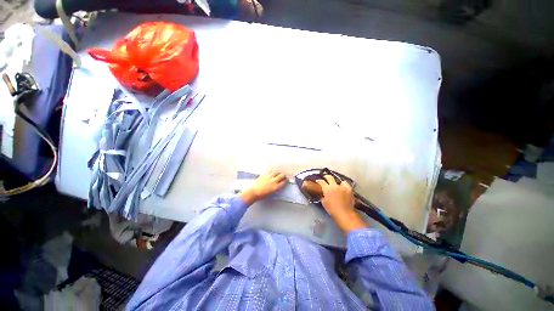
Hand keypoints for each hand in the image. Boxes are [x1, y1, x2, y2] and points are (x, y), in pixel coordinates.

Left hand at [240, 170, 286, 205]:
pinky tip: (272, 173)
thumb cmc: (261, 195)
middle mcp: (274, 181)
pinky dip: (272, 172)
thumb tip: (278, 185)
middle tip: (283, 176)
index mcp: (276, 187)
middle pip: (282, 175)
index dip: (285, 180)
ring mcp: (269, 177)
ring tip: (277, 173)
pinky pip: (270, 171)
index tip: (286, 180)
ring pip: (276, 172)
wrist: (254, 192)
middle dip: (283, 175)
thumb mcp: (271, 193)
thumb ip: (276, 188)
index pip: (284, 182)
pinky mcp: (264, 174)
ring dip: (278, 173)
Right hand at [316, 175, 367, 232]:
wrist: (344, 213)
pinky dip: (344, 185)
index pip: (321, 181)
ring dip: (336, 182)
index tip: (318, 181)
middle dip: (326, 177)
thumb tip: (323, 194)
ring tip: (336, 185)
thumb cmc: (332, 209)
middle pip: (329, 177)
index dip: (318, 181)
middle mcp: (334, 186)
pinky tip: (343, 188)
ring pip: (338, 180)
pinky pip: (345, 184)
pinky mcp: (349, 189)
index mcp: (327, 189)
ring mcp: (342, 187)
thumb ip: (322, 196)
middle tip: (325, 178)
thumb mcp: (324, 202)